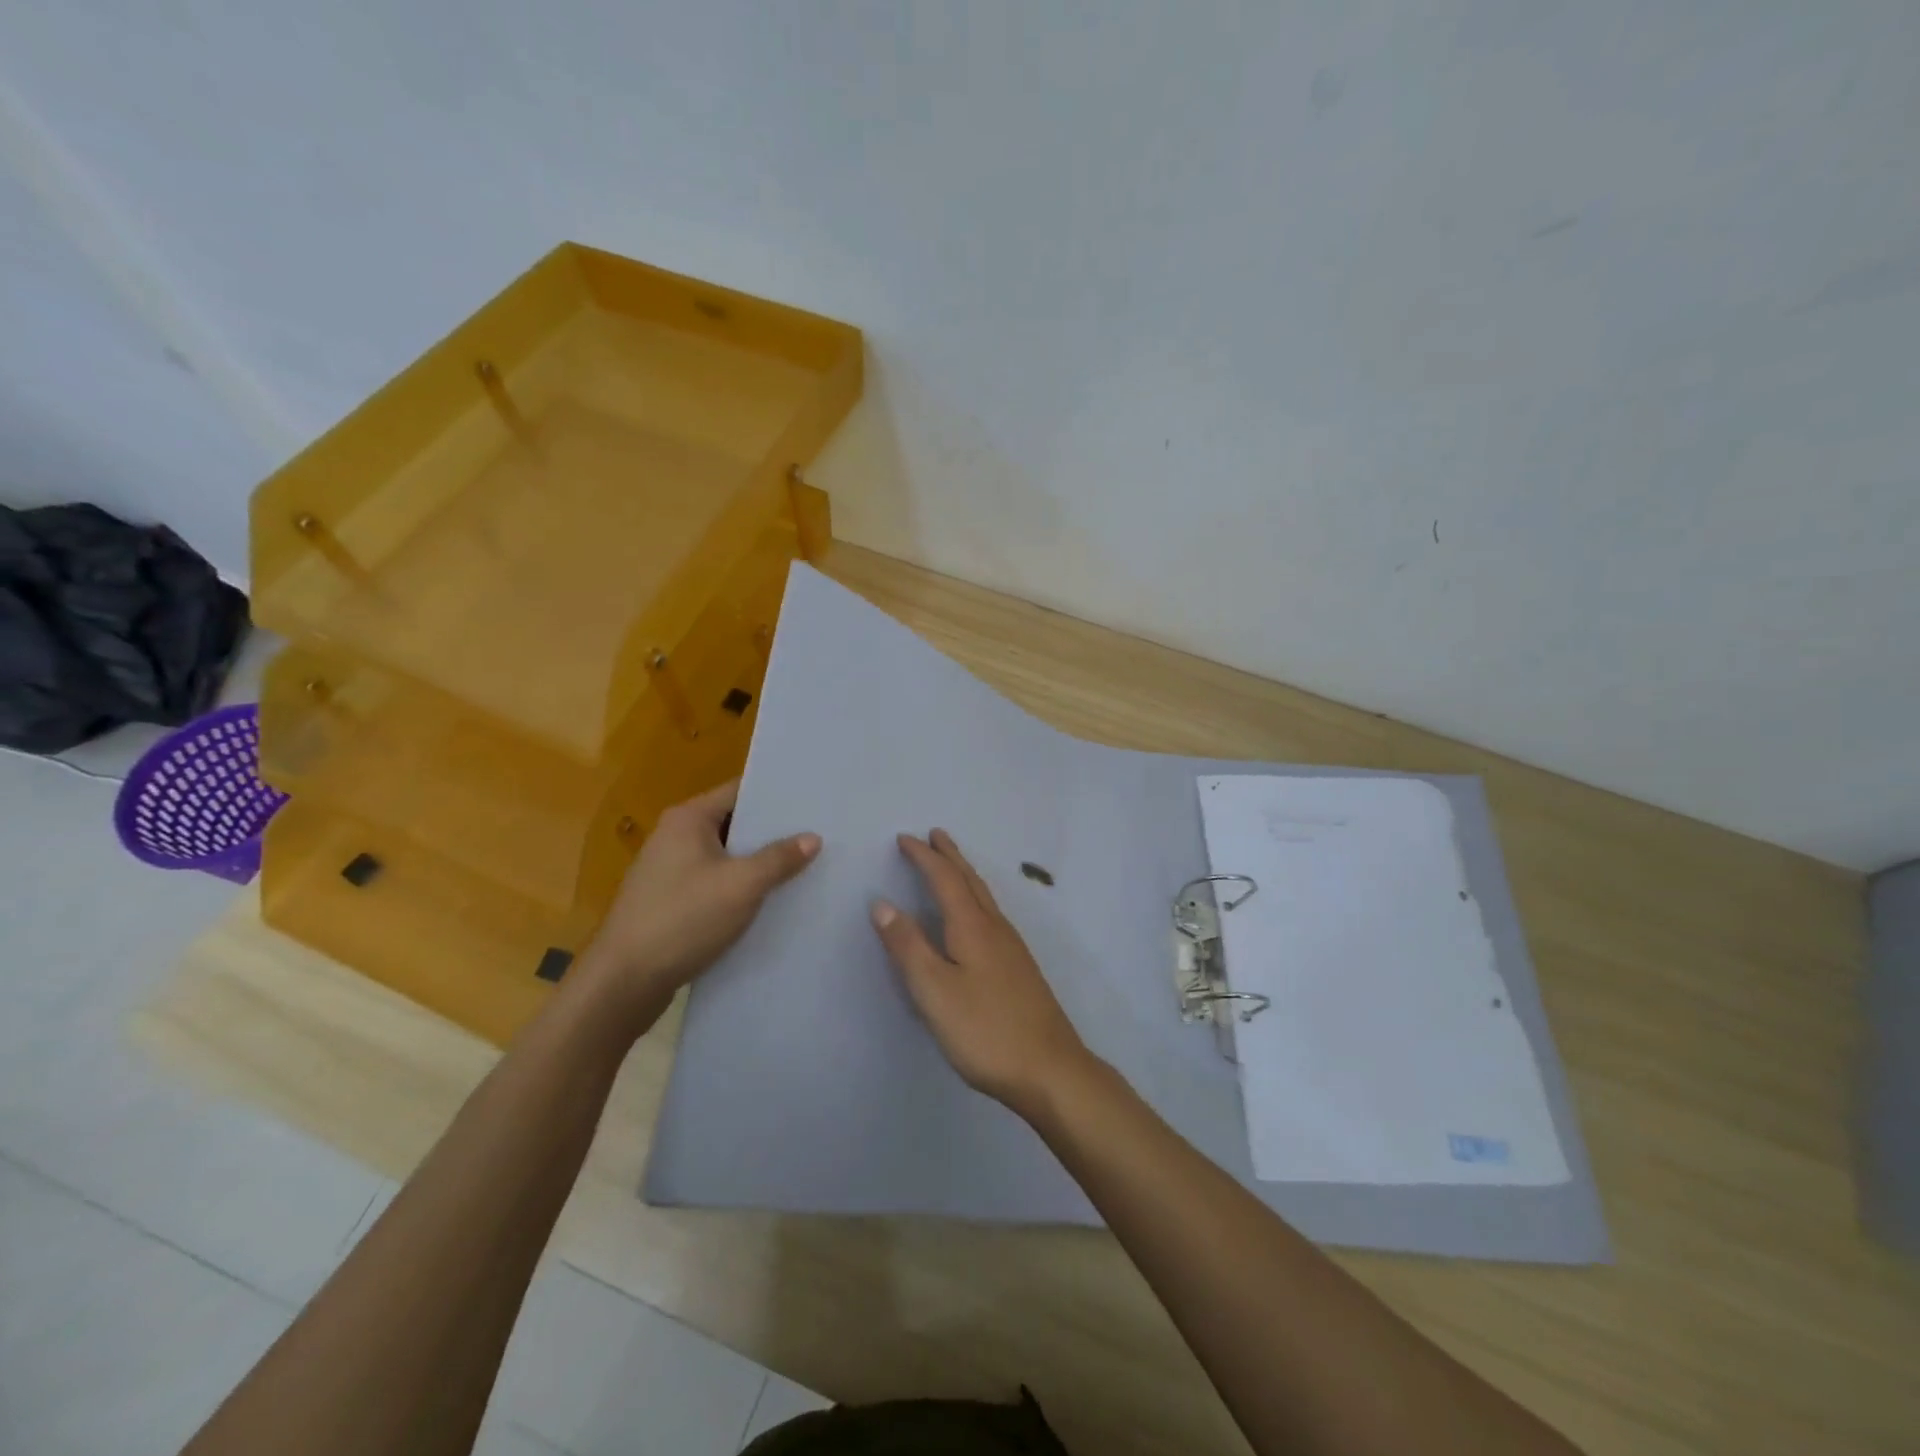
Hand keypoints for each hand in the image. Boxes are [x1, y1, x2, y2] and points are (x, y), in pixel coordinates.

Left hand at [580, 780, 819, 1015]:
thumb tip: (813, 837)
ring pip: (725, 855)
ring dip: (757, 862)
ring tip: (802, 866)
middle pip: (733, 823)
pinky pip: (714, 882)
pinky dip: (739, 886)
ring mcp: (669, 870)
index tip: (812, 801)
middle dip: (772, 831)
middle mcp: (674, 836)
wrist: (624, 981)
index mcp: (688, 819)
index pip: (739, 791)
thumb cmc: (684, 919)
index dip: (776, 795)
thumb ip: (779, 858)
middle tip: (817, 834)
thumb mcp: (742, 886)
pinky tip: (768, 900)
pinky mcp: (670, 901)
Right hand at [870, 829, 1091, 1113]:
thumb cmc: (985, 1030)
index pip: (944, 879)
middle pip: (970, 880)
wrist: (1050, 1069)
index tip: (904, 838)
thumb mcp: (934, 991)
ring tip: (951, 864)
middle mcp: (995, 928)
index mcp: (972, 927)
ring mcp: (1011, 947)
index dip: (923, 857)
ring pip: (983, 896)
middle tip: (934, 834)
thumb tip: (882, 903)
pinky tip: (975, 915)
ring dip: (963, 874)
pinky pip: (990, 913)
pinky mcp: (1018, 967)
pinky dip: (974, 897)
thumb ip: (908, 946)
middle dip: (949, 856)